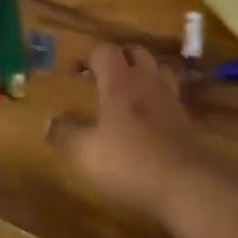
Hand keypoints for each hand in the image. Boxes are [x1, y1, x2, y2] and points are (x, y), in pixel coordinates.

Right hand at [50, 44, 224, 226]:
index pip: (104, 51)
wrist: (189, 186)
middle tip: (101, 76)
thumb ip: (64, 134)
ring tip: (128, 91)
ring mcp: (172, 102)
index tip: (73, 73)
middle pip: (136, 53)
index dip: (86, 56)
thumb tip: (48, 119)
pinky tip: (150, 118)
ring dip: (143, 74)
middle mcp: (147, 84)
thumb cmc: (130, 164)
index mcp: (119, 84)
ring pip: (159, 71)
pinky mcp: (188, 123)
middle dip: (117, 58)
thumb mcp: (84, 154)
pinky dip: (158, 99)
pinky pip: (172, 97)